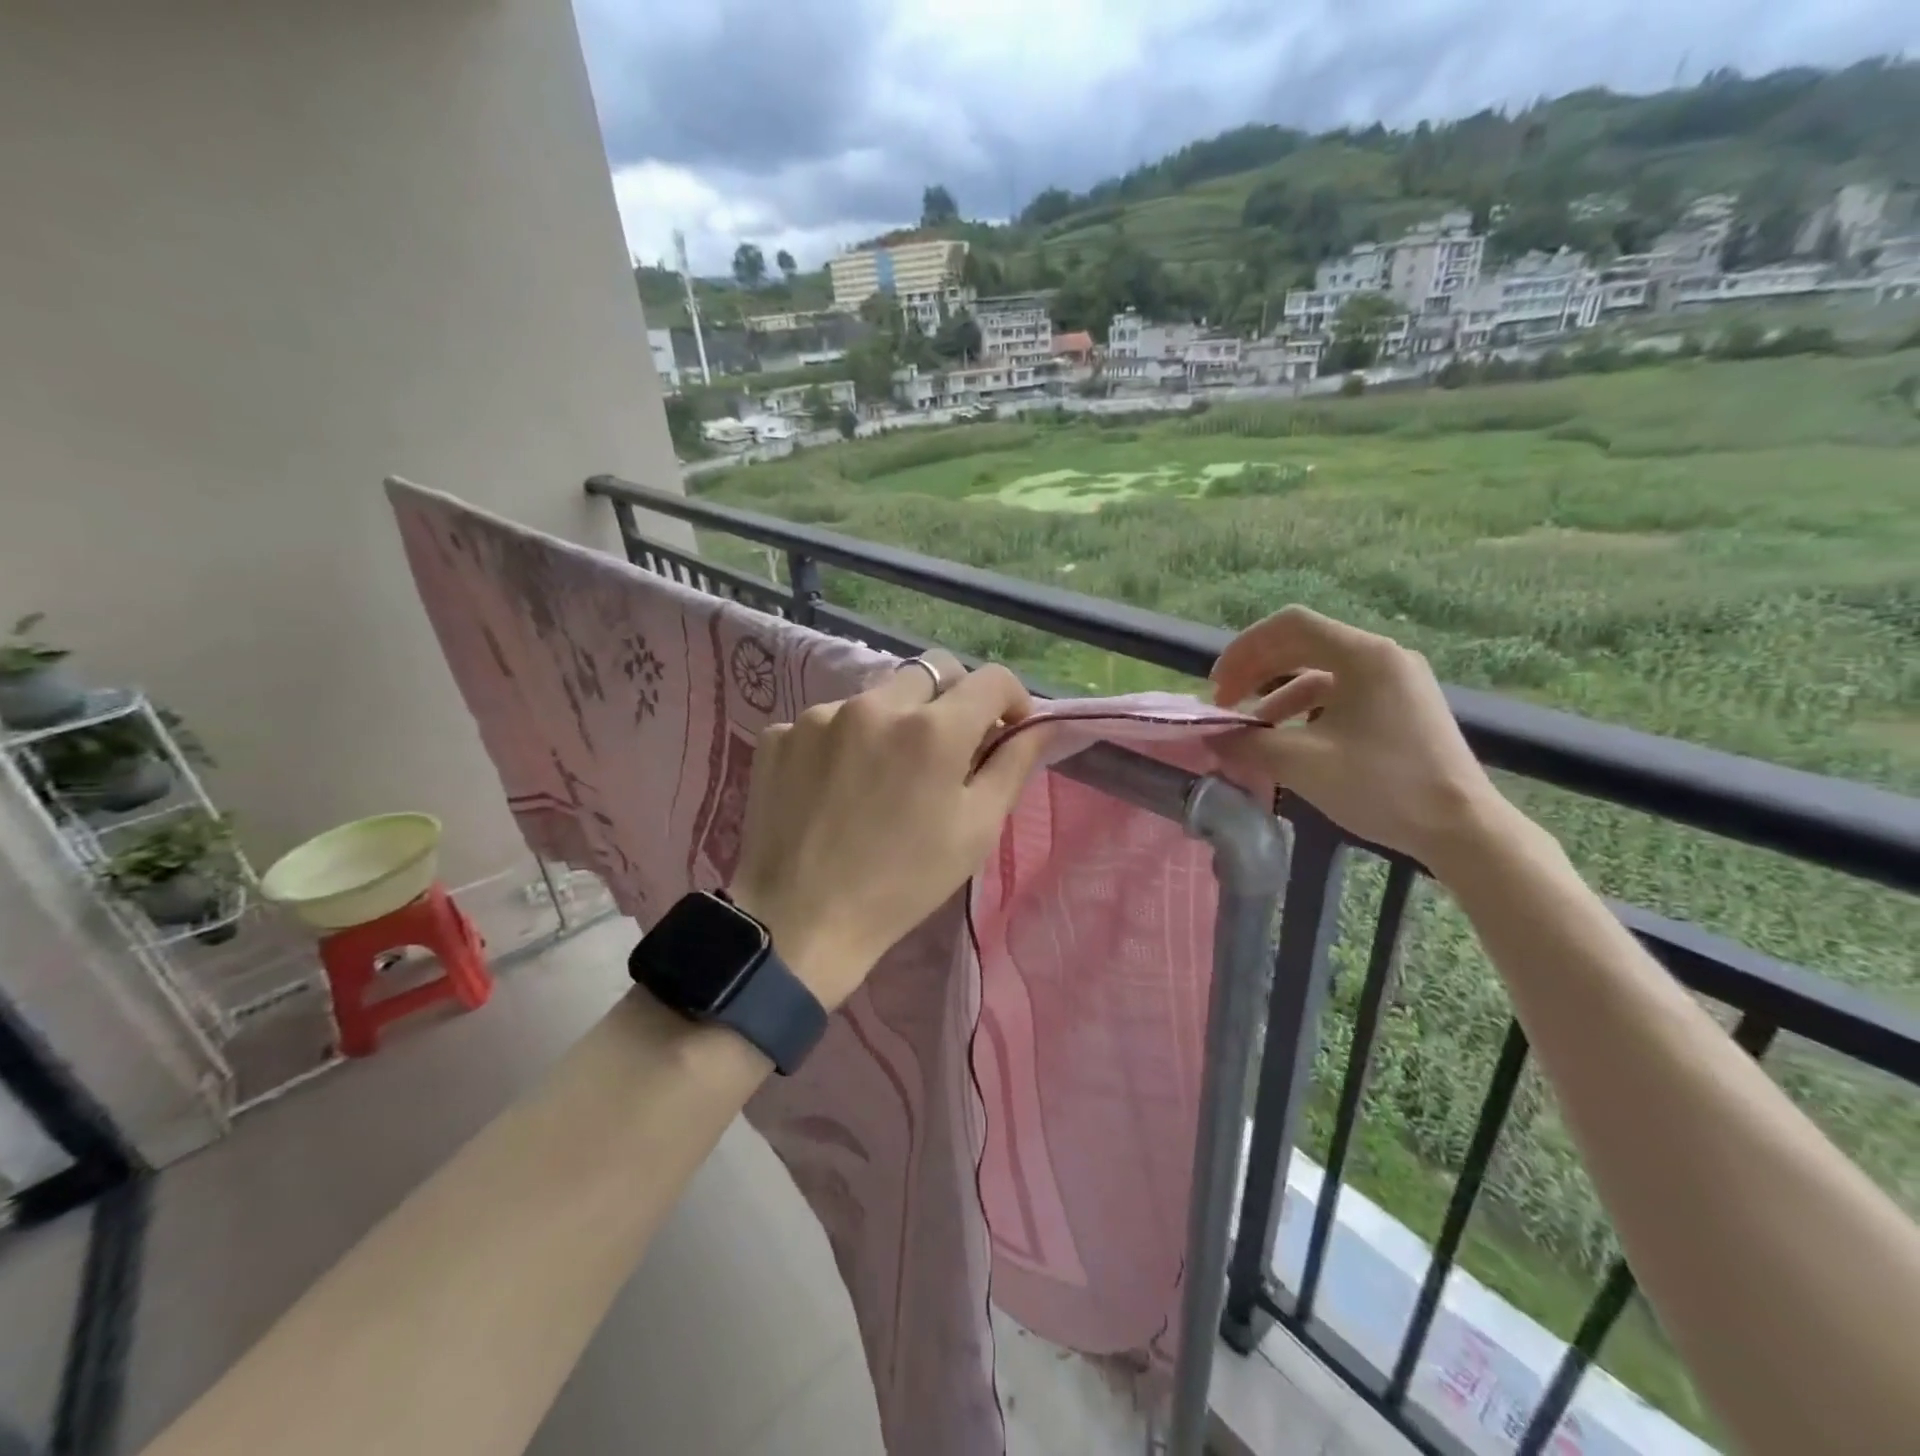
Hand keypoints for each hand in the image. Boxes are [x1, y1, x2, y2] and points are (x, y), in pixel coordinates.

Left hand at [728, 653, 1050, 1009]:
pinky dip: (844, 742)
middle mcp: (876, 705)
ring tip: (884, 774)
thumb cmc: (904, 882)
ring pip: (877, 696)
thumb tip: (1041, 724)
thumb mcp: (976, 829)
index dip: (1012, 698)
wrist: (800, 922)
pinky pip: (828, 722)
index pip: (991, 679)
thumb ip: (1013, 764)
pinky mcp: (779, 735)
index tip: (1008, 728)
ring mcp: (820, 716)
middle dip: (953, 700)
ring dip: (895, 720)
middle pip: (932, 672)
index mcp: (933, 728)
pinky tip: (836, 786)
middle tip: (948, 748)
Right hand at [1208, 607, 1508, 875]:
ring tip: (1250, 731)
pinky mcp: (1401, 707)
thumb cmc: (1382, 786)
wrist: (1461, 828)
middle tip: (1225, 704)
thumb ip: (1248, 744)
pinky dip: (1305, 710)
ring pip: (1320, 672)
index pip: (1289, 625)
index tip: (1217, 686)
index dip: (1244, 649)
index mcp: (1364, 655)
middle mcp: (1382, 657)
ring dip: (1276, 695)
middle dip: (1256, 671)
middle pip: (1302, 645)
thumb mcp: (1302, 763)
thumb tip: (1211, 738)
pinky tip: (1289, 740)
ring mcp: (1396, 681)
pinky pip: (1341, 694)